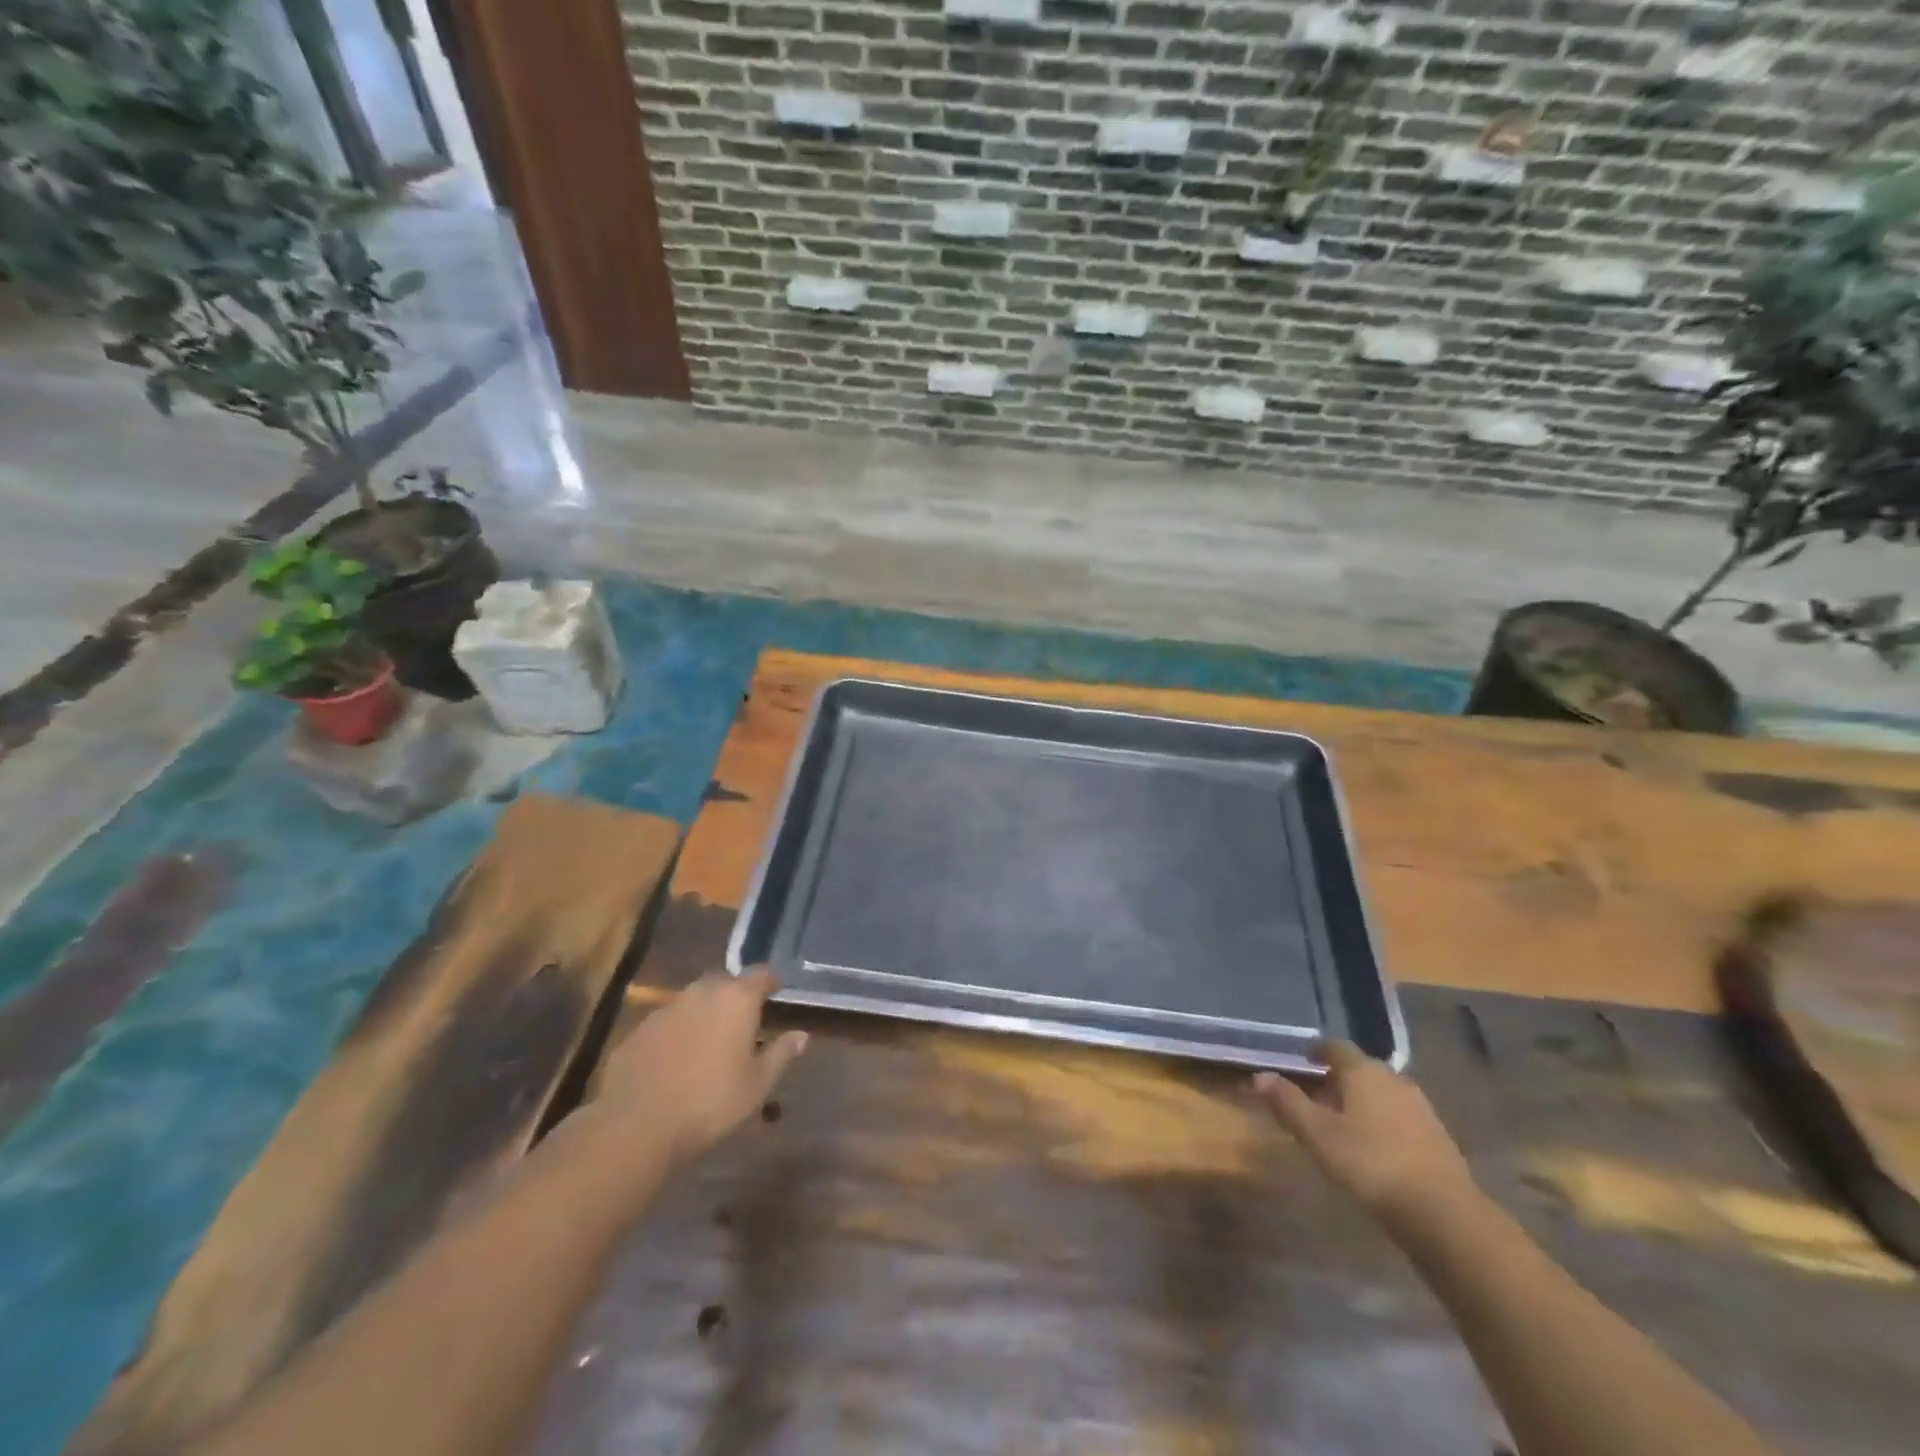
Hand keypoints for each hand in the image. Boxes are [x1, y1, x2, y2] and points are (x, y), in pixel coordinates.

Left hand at [592, 970, 807, 1170]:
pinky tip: (676, 1058)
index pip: (761, 974)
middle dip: (736, 996)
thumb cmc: (709, 1103)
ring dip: (705, 1012)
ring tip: (710, 1040)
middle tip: (743, 1021)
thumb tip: (802, 1035)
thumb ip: (781, 1054)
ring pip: (694, 1000)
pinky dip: (678, 1031)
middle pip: (725, 982)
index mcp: (737, 999)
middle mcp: (702, 992)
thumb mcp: (757, 1085)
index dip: (770, 982)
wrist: (635, 1125)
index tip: (776, 993)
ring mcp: (666, 1008)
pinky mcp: (639, 1029)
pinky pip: (667, 1021)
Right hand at [1254, 1041, 1475, 1224]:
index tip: (1303, 1061)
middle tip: (1317, 1096)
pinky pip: (1401, 1116)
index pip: (1335, 1046)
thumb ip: (1288, 1103)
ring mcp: (1421, 1107)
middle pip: (1361, 1068)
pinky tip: (1374, 1146)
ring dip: (1362, 1101)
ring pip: (1382, 1093)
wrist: (1444, 1214)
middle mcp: (1394, 1079)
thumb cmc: (1370, 1164)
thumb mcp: (1318, 1135)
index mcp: (1363, 1071)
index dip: (1317, 1051)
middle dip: (1338, 1078)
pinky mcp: (1438, 1136)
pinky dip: (1383, 1121)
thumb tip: (1260, 1076)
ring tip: (1343, 1123)